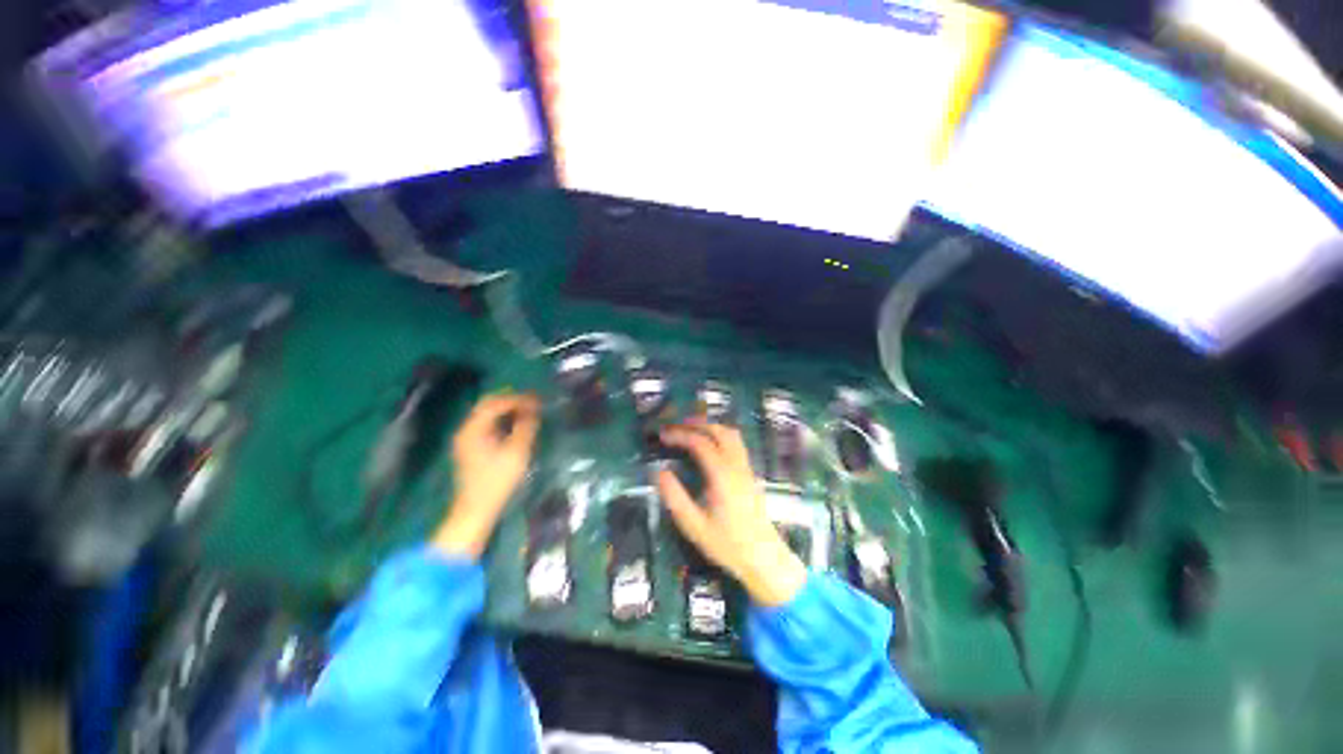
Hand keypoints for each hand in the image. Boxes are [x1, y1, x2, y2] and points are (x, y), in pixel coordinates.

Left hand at [432, 393, 540, 558]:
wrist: (476, 509)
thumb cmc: (498, 480)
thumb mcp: (517, 452)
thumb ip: (526, 427)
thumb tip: (533, 410)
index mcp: (474, 429)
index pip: (496, 403)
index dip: (518, 399)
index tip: (537, 400)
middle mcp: (466, 429)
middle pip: (487, 404)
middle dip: (511, 400)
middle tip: (532, 402)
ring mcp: (466, 438)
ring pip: (486, 413)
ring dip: (506, 409)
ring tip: (527, 411)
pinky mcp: (470, 447)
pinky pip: (486, 424)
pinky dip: (501, 419)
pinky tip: (515, 425)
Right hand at [656, 420, 805, 606]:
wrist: (763, 557)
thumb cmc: (727, 544)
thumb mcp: (694, 526)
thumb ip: (675, 498)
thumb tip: (660, 472)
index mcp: (722, 476)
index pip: (700, 443)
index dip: (680, 435)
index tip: (663, 435)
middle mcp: (736, 466)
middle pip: (718, 431)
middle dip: (695, 424)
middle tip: (675, 427)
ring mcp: (746, 467)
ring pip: (731, 434)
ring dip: (710, 426)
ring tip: (690, 430)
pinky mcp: (750, 473)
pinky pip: (737, 443)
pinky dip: (720, 434)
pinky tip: (710, 444)